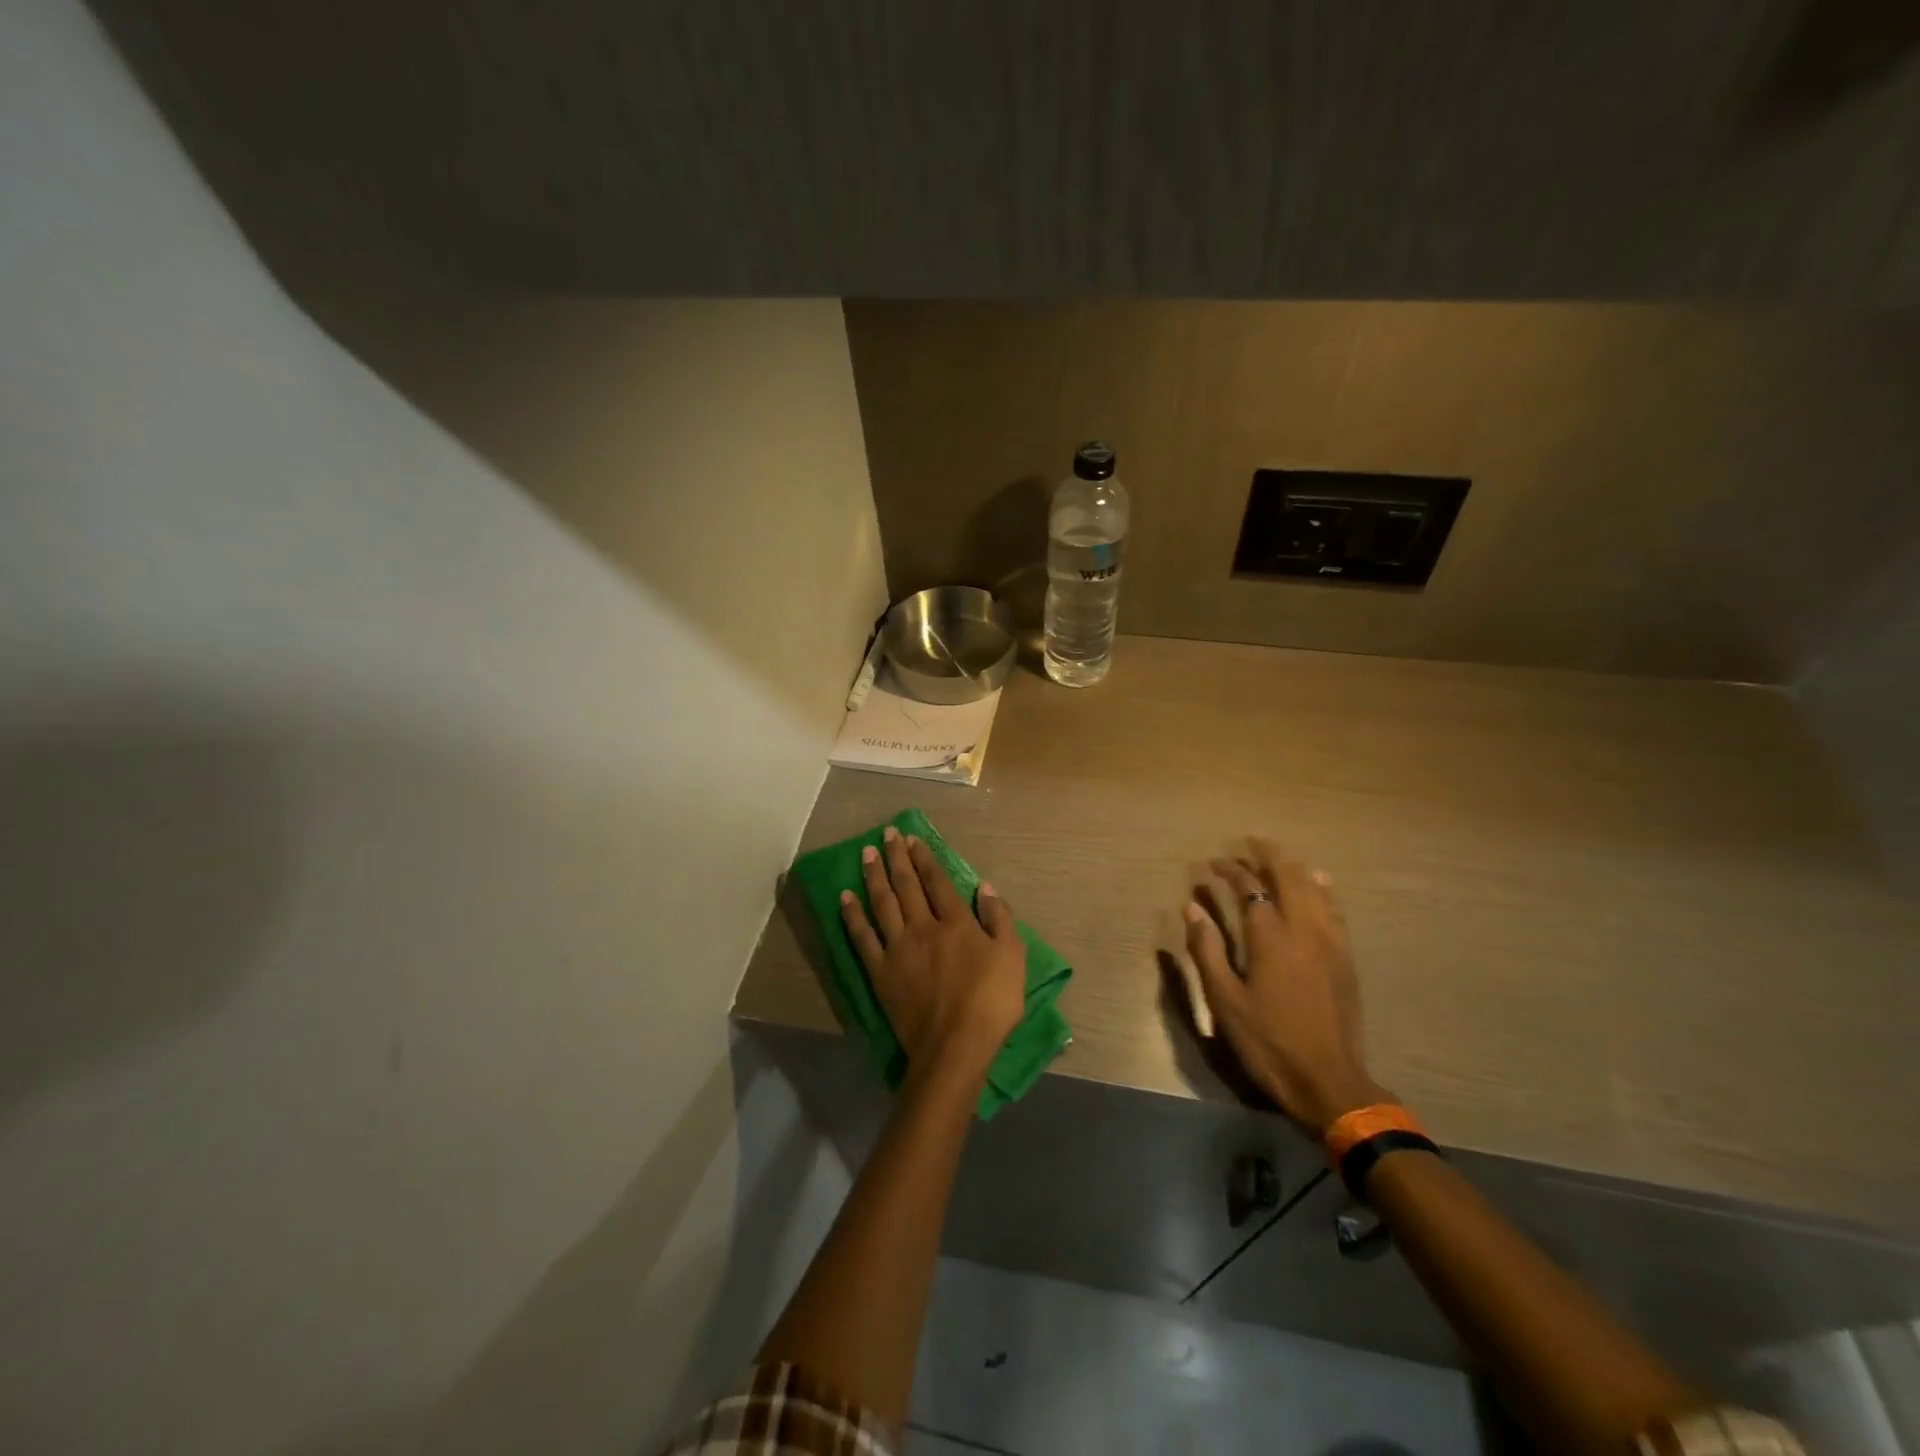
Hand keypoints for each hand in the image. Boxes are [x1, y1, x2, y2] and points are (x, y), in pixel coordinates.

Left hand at [840, 826, 1026, 1092]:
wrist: (954, 1047)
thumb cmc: (990, 1003)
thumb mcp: (1013, 957)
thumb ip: (999, 918)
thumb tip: (984, 886)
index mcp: (956, 922)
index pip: (937, 881)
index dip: (924, 858)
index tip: (912, 839)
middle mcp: (923, 927)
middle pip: (907, 885)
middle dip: (897, 857)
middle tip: (886, 834)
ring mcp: (897, 948)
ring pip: (882, 903)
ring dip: (874, 876)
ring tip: (866, 854)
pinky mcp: (880, 971)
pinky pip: (862, 937)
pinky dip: (853, 916)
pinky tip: (846, 898)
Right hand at [1182, 836, 1388, 1139]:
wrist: (1328, 1081)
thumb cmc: (1267, 1041)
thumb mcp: (1224, 999)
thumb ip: (1207, 948)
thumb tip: (1193, 907)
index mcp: (1270, 937)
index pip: (1249, 887)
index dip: (1230, 870)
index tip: (1212, 863)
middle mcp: (1303, 928)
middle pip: (1288, 876)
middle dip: (1268, 854)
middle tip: (1250, 841)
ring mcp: (1330, 941)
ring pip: (1315, 888)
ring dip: (1294, 866)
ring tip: (1279, 855)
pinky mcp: (1345, 957)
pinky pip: (1335, 908)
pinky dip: (1322, 887)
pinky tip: (1319, 882)